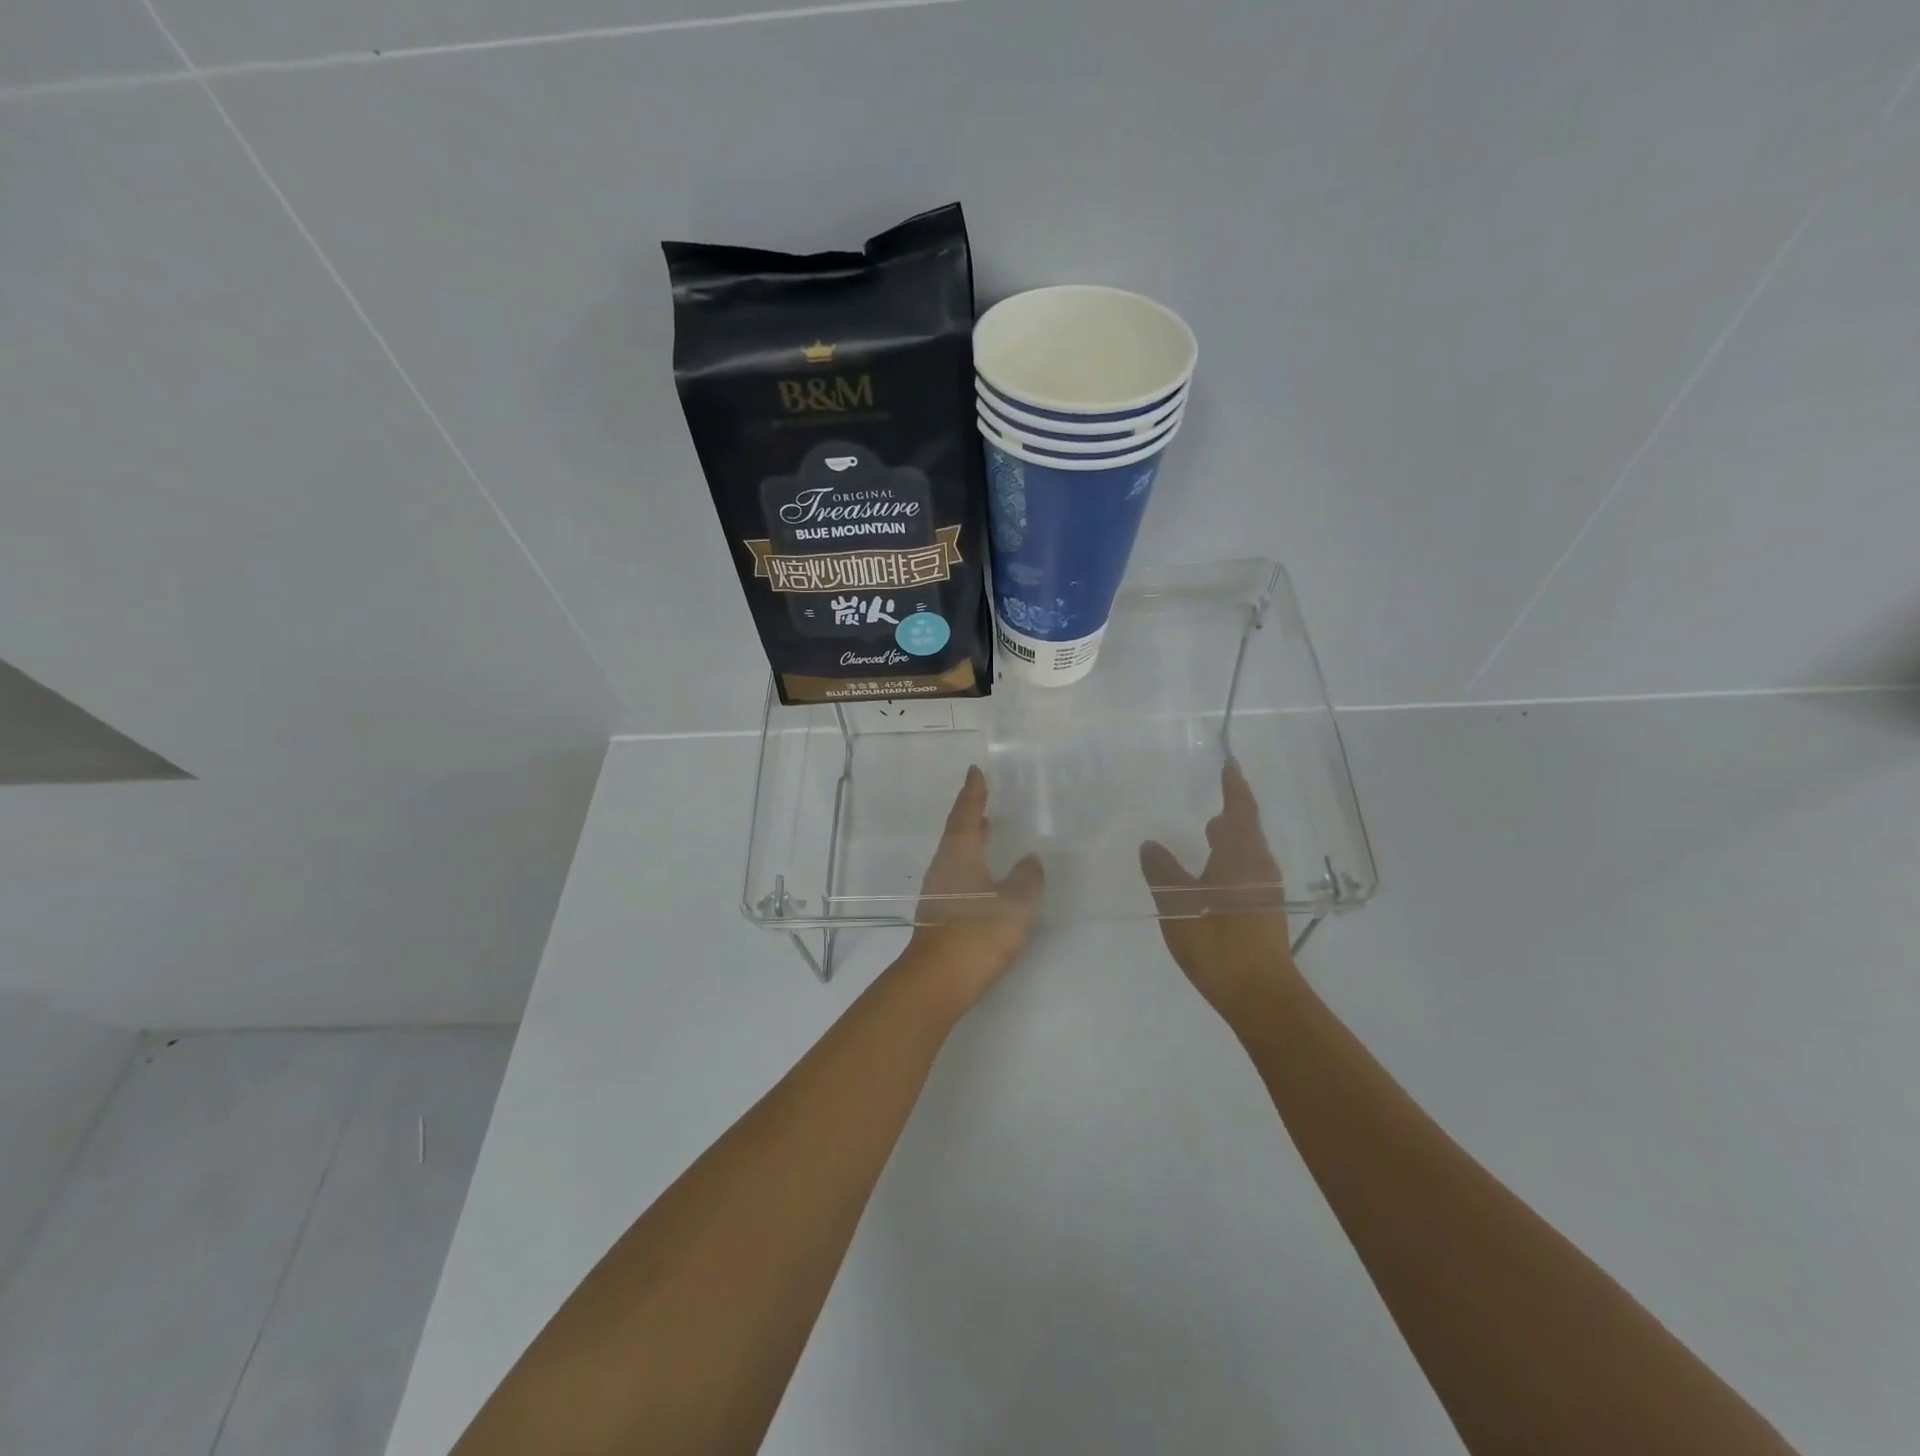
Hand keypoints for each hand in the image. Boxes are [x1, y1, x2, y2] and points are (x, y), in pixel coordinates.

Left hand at [902, 766, 1044, 1017]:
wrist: (938, 980)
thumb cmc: (977, 933)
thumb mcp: (1015, 903)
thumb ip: (1027, 878)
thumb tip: (1030, 860)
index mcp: (959, 854)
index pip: (967, 814)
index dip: (973, 792)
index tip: (975, 771)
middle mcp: (944, 866)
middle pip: (957, 832)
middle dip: (971, 813)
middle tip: (983, 797)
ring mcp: (939, 891)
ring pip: (957, 854)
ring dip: (971, 839)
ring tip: (988, 829)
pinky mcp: (940, 914)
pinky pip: (958, 874)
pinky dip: (972, 863)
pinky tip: (985, 874)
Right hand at [1139, 760, 1297, 1017]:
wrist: (1260, 995)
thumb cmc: (1218, 943)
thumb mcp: (1178, 904)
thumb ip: (1163, 870)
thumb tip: (1150, 844)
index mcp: (1242, 856)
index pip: (1240, 810)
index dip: (1234, 786)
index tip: (1230, 764)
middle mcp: (1259, 867)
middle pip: (1248, 830)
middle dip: (1233, 811)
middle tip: (1215, 795)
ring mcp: (1265, 892)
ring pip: (1248, 853)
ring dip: (1231, 837)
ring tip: (1209, 829)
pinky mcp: (1263, 912)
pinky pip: (1247, 871)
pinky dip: (1230, 859)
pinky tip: (1212, 873)